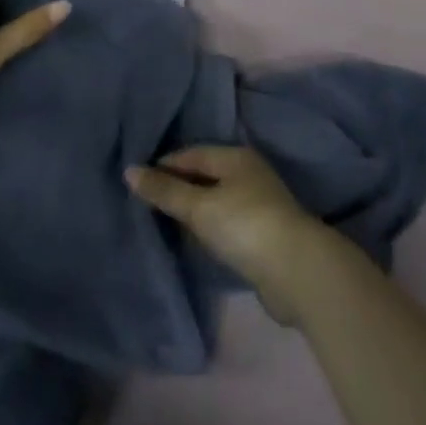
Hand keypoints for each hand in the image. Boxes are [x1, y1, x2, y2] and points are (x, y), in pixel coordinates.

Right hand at [127, 144, 332, 323]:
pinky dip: (208, 228)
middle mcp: (248, 173)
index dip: (164, 165)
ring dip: (193, 210)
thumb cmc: (244, 226)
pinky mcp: (262, 234)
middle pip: (204, 175)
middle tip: (145, 201)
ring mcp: (258, 204)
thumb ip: (165, 191)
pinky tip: (193, 240)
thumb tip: (129, 171)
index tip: (138, 180)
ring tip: (162, 221)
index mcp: (235, 157)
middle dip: (177, 187)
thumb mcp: (199, 207)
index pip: (192, 153)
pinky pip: (225, 223)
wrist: (295, 271)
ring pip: (216, 200)